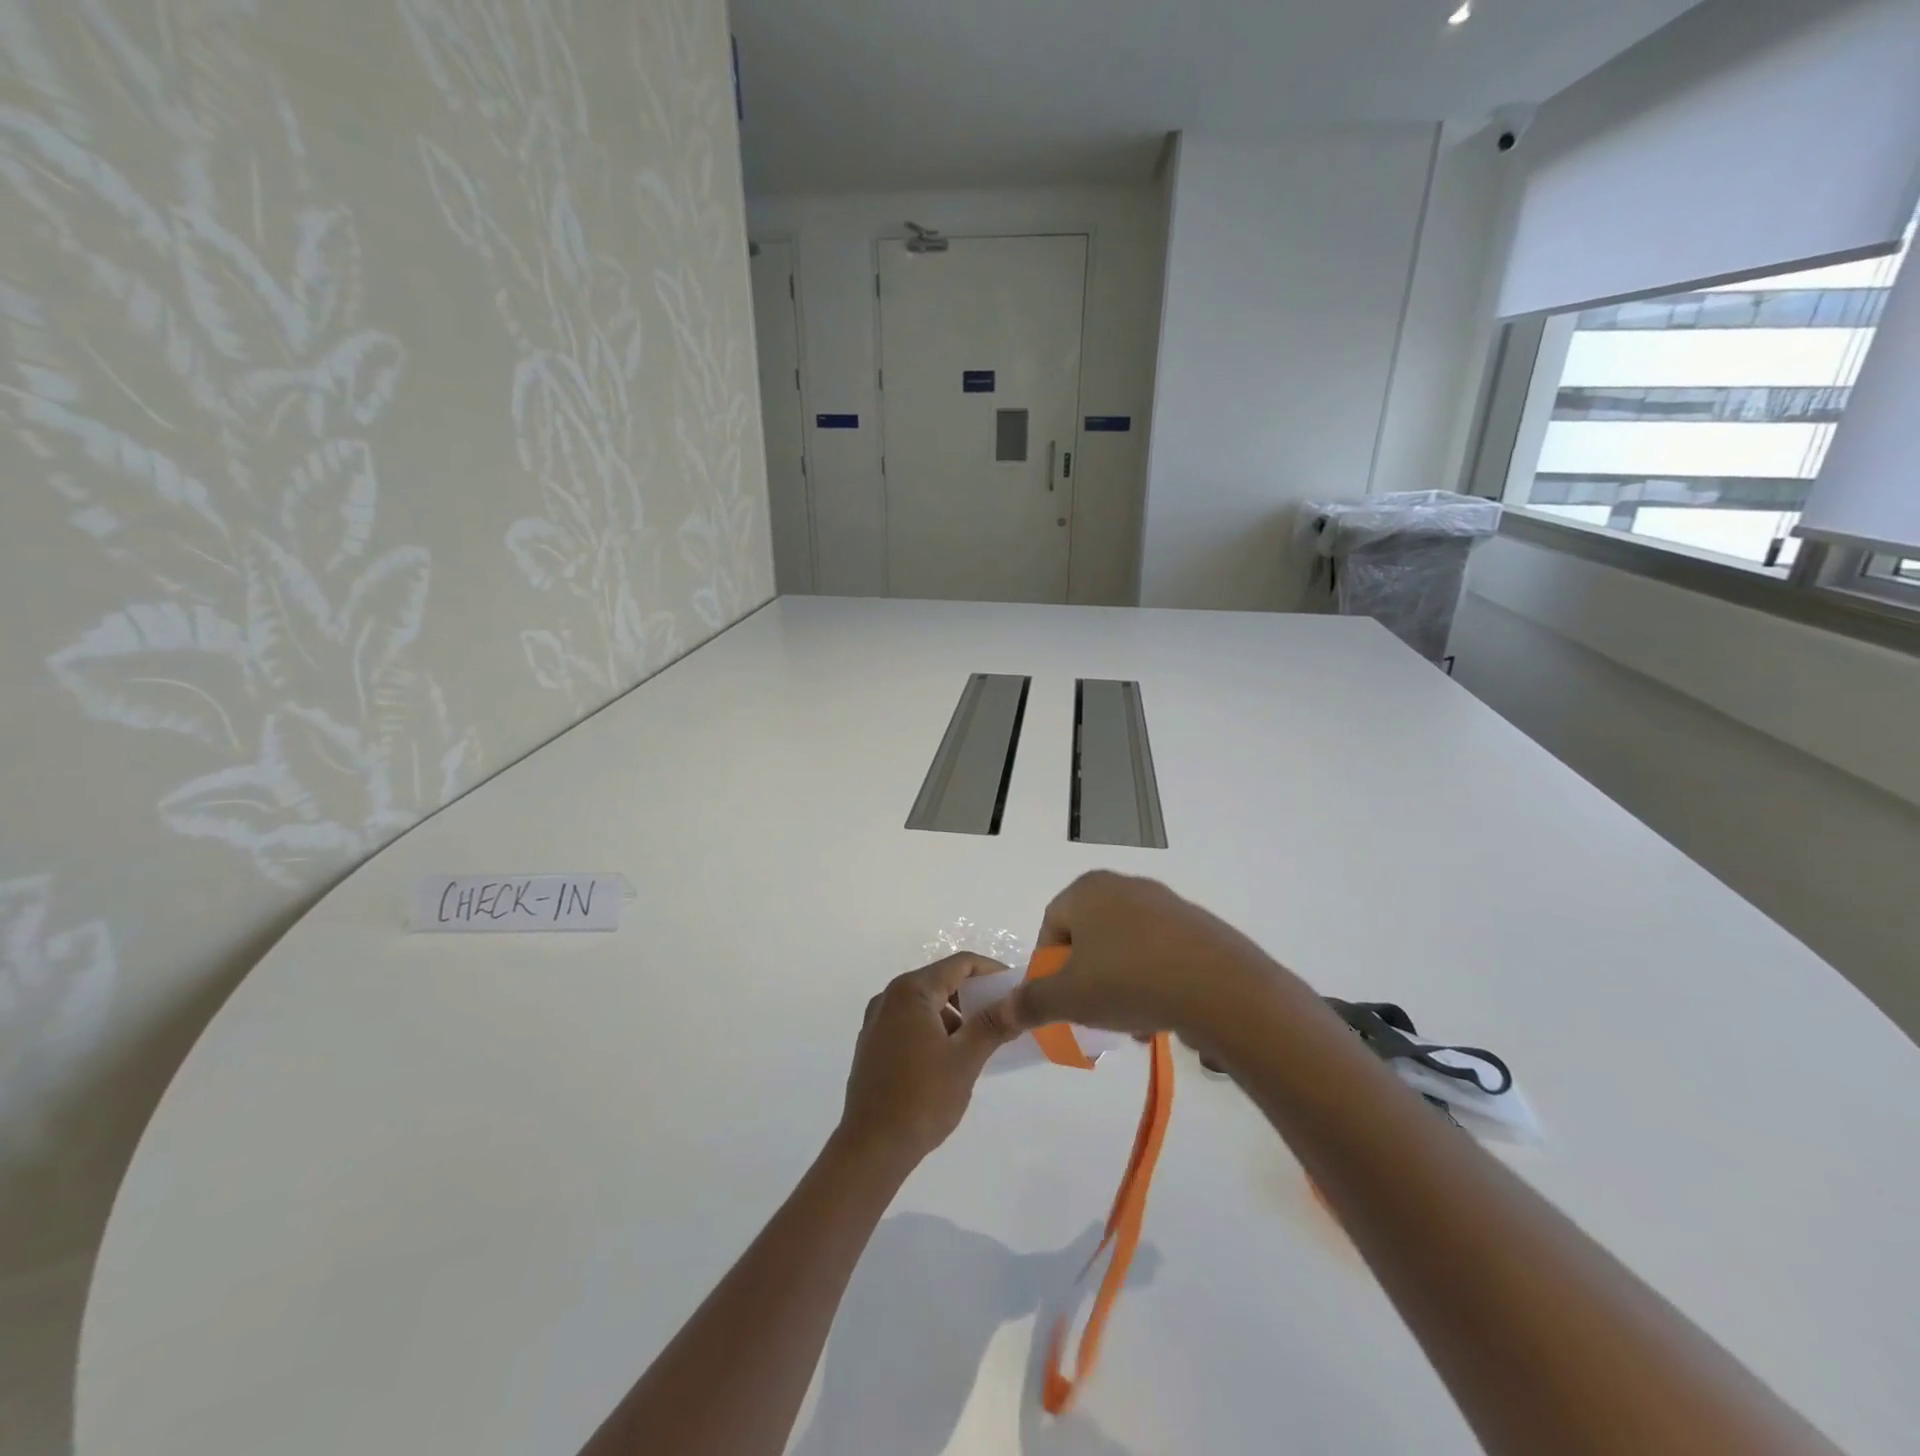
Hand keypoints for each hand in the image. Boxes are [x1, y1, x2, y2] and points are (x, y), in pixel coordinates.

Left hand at [836, 954, 1018, 1173]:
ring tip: (981, 1041)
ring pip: (926, 1004)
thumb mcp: (965, 1059)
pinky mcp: (873, 1045)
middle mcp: (889, 997)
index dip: (991, 971)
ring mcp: (877, 1022)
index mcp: (910, 991)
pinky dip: (935, 1029)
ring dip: (956, 1015)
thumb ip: (994, 1024)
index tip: (1016, 988)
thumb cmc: (922, 1098)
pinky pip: (911, 1023)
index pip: (959, 964)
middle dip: (974, 995)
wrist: (871, 1148)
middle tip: (1004, 1015)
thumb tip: (1020, 1000)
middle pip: (941, 981)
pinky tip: (951, 1057)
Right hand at [977, 872, 1301, 1050]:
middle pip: (1089, 937)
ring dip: (1118, 984)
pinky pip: (1159, 953)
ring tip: (1129, 1022)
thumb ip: (1031, 1002)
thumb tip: (1004, 1009)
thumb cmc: (1127, 981)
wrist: (1219, 987)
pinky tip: (1160, 1014)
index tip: (1057, 1002)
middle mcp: (1124, 885)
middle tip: (1090, 1014)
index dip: (1047, 968)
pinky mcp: (1197, 925)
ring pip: (1125, 948)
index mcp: (1086, 890)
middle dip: (1085, 979)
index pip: (1050, 927)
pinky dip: (1152, 980)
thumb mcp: (1067, 998)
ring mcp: (1165, 902)